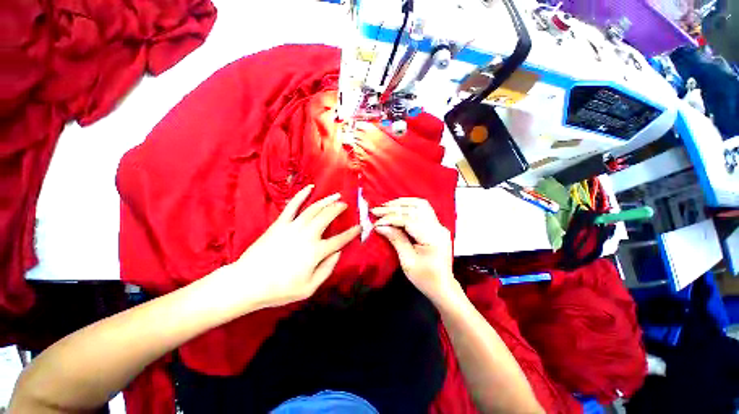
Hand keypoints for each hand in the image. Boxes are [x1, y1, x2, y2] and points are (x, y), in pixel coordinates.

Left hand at [231, 185, 359, 308]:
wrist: (247, 283)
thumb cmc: (280, 289)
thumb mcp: (309, 288)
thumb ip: (327, 269)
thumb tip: (338, 253)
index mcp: (316, 252)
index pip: (340, 240)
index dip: (352, 233)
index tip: (360, 227)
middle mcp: (307, 235)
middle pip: (328, 217)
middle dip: (339, 209)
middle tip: (346, 205)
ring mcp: (293, 227)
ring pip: (314, 209)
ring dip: (327, 200)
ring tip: (336, 196)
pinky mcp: (280, 223)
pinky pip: (292, 206)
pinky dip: (301, 195)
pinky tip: (309, 187)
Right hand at [372, 198, 456, 302]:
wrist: (443, 287)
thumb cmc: (425, 278)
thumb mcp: (408, 262)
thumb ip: (396, 240)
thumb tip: (380, 226)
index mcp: (432, 238)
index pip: (409, 220)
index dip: (390, 218)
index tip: (376, 222)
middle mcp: (438, 227)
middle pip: (415, 208)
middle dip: (394, 208)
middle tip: (377, 210)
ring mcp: (439, 226)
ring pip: (421, 205)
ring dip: (402, 203)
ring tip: (386, 206)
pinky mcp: (436, 226)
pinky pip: (422, 210)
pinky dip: (408, 207)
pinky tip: (398, 208)